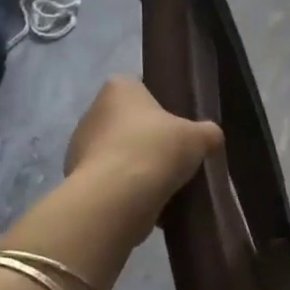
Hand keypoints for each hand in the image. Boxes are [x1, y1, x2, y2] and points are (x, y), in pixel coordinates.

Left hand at [63, 77, 221, 226]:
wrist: (118, 197)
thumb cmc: (156, 150)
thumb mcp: (199, 138)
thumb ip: (208, 133)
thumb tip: (211, 137)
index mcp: (118, 88)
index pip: (138, 88)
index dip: (158, 105)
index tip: (175, 124)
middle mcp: (93, 112)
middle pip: (126, 122)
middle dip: (146, 138)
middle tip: (173, 155)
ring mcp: (80, 147)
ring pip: (116, 153)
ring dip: (135, 165)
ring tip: (162, 184)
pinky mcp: (78, 179)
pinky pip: (109, 180)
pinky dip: (124, 189)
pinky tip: (146, 201)